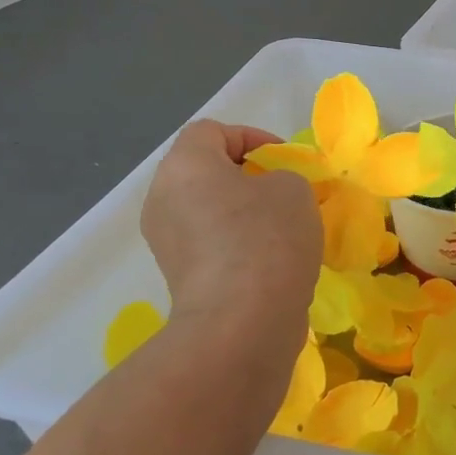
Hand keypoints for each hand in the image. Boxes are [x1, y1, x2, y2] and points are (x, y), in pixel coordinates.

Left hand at [141, 122, 319, 343]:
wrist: (241, 323)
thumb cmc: (267, 239)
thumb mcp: (293, 189)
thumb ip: (281, 177)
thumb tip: (267, 196)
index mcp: (184, 166)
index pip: (213, 131)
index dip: (252, 137)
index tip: (285, 161)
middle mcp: (162, 198)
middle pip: (205, 172)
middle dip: (247, 178)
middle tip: (285, 193)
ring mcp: (165, 242)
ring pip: (207, 211)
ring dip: (242, 214)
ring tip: (282, 230)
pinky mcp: (177, 279)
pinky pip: (209, 245)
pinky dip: (236, 245)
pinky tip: (270, 262)